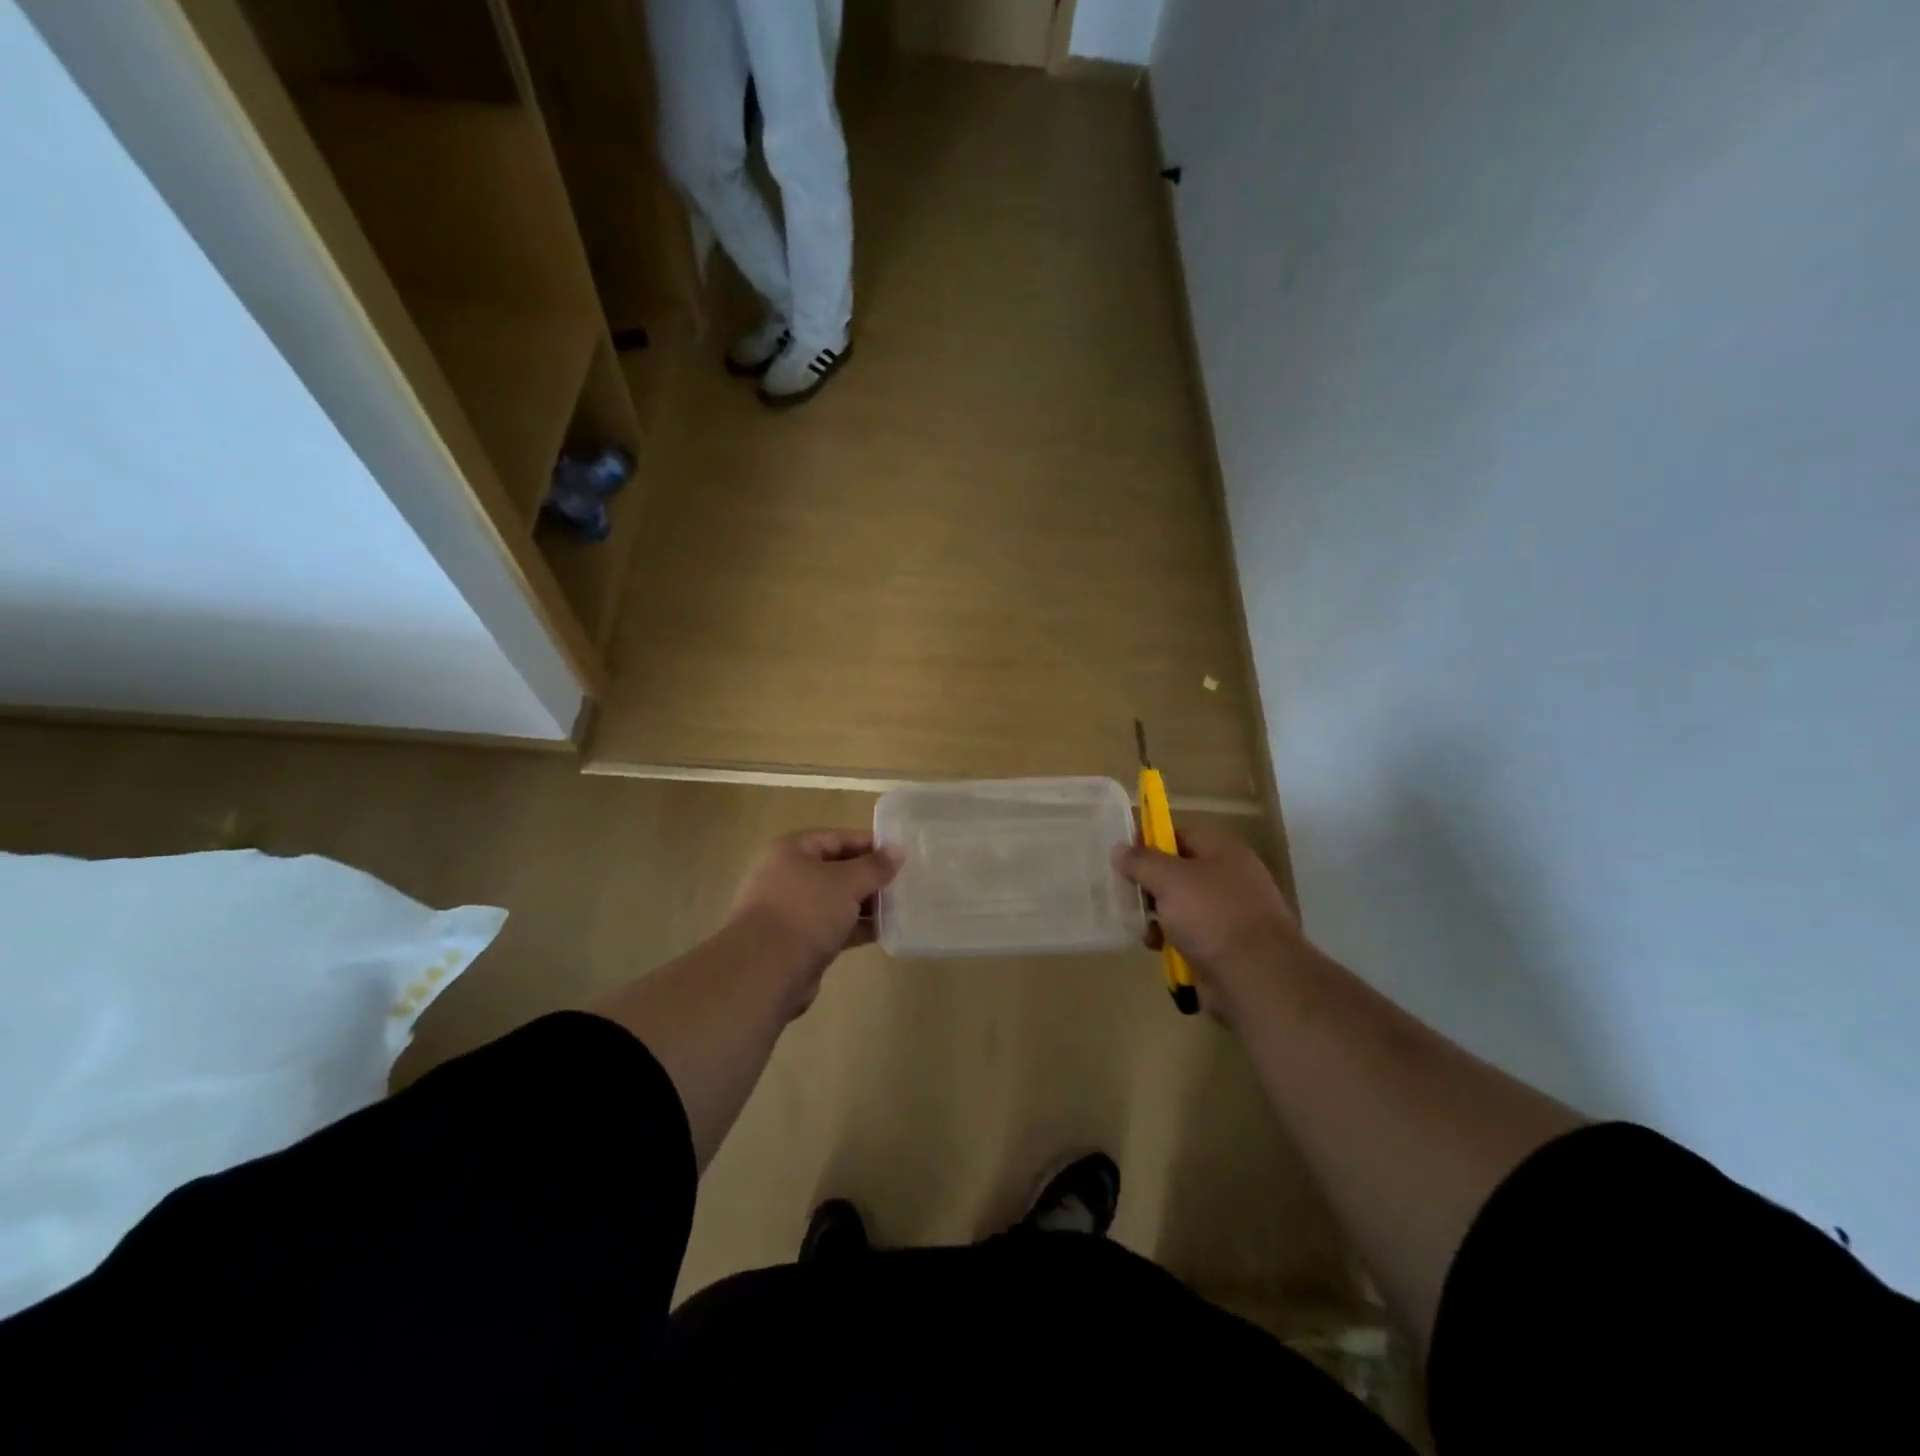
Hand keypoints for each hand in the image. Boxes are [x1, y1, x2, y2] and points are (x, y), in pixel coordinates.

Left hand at [729, 829, 901, 1005]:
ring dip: (865, 904)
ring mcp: (790, 911)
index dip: (869, 844)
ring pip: (835, 900)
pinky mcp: (797, 941)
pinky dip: (855, 928)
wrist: (765, 970)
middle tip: (902, 883)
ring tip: (899, 908)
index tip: (899, 855)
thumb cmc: (806, 911)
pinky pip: (832, 927)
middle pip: (836, 869)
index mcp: (792, 851)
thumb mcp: (846, 882)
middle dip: (868, 877)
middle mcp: (787, 876)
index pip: (837, 838)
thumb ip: (874, 867)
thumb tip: (898, 851)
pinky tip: (883, 932)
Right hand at [1114, 826, 1306, 1021]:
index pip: (1180, 835)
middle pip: (1178, 872)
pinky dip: (1172, 940)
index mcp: (1224, 852)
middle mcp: (1230, 879)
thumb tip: (1120, 849)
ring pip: (1181, 906)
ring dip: (1158, 916)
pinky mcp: (1225, 946)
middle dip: (1150, 884)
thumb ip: (1142, 861)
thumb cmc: (1212, 915)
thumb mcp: (1169, 879)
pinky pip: (1190, 935)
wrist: (1254, 976)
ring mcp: (1229, 914)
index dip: (1150, 841)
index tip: (1122, 856)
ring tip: (1144, 929)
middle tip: (1127, 895)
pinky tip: (1159, 947)